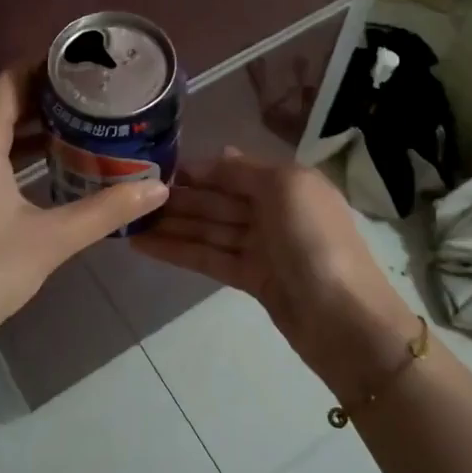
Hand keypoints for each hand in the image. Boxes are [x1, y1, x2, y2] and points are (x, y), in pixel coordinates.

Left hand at [0, 67, 168, 358]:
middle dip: (48, 96)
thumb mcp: (50, 240)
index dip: (48, 67)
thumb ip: (106, 210)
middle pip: (2, 101)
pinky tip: (47, 163)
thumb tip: (158, 188)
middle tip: (95, 96)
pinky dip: (13, 149)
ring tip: (81, 123)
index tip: (88, 67)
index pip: (12, 81)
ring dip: (31, 125)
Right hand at [131, 148, 417, 397]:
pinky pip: (208, 257)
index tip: (155, 167)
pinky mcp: (251, 279)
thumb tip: (219, 153)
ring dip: (171, 224)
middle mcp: (274, 211)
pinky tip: (144, 246)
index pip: (233, 171)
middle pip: (217, 200)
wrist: (344, 319)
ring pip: (209, 229)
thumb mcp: (285, 188)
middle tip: (129, 195)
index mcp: (287, 183)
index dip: (197, 170)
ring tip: (127, 221)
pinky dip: (179, 251)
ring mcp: (262, 247)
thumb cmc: (315, 240)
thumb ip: (245, 171)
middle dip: (178, 198)